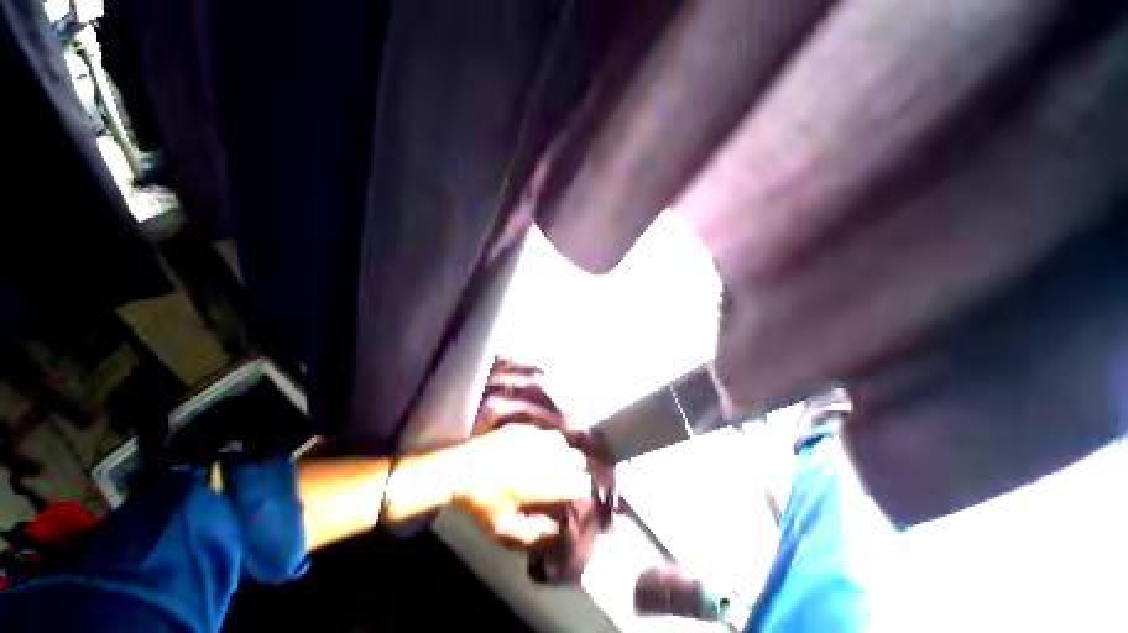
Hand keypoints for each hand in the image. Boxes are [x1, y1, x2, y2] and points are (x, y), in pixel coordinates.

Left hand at [448, 424, 590, 545]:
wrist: (459, 471)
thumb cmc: (481, 501)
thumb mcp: (503, 526)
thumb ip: (532, 531)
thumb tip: (556, 528)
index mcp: (537, 486)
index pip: (573, 484)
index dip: (583, 486)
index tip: (583, 487)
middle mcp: (539, 460)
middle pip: (573, 458)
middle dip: (577, 465)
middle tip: (574, 470)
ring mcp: (530, 440)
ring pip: (560, 441)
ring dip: (564, 449)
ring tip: (561, 455)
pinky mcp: (520, 429)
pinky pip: (542, 431)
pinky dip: (546, 438)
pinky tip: (541, 444)